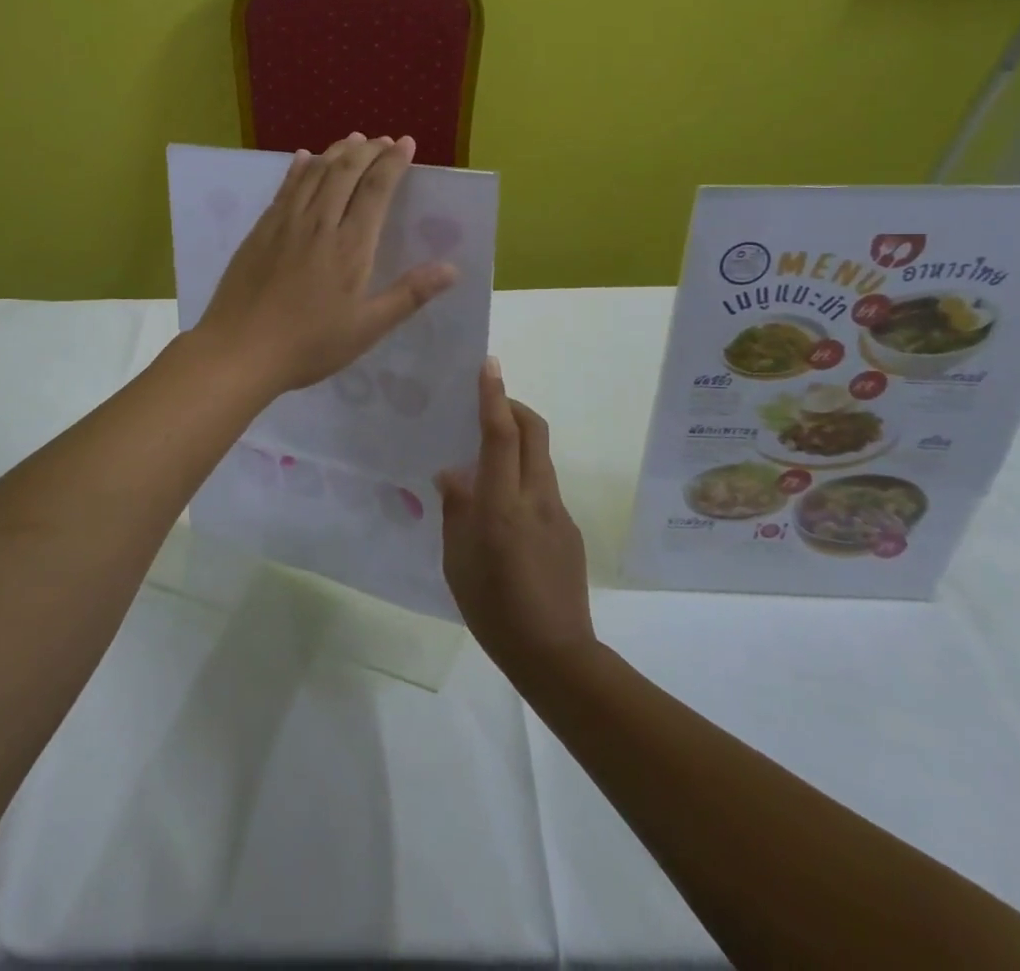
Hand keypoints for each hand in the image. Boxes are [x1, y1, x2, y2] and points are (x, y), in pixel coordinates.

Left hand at [194, 134, 456, 395]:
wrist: (240, 349)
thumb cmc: (309, 344)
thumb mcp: (366, 328)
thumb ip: (408, 295)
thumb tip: (451, 269)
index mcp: (350, 246)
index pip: (376, 190)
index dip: (393, 163)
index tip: (406, 144)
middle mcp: (319, 224)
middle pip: (345, 172)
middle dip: (368, 150)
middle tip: (384, 140)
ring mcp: (285, 224)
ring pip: (314, 173)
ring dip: (336, 152)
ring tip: (353, 140)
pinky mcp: (260, 230)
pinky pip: (284, 188)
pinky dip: (298, 168)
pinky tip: (303, 158)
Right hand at [437, 359, 595, 673]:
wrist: (556, 655)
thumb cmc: (494, 608)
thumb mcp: (458, 560)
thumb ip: (456, 510)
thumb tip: (451, 474)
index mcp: (502, 504)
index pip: (500, 435)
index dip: (494, 397)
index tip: (490, 365)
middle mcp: (536, 498)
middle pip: (533, 432)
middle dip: (513, 406)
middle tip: (487, 403)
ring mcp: (557, 513)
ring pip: (539, 458)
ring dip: (518, 441)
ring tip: (486, 460)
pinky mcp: (568, 530)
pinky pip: (543, 486)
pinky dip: (523, 475)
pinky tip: (503, 508)